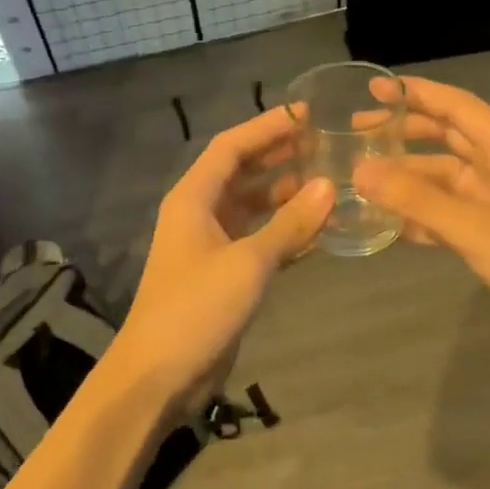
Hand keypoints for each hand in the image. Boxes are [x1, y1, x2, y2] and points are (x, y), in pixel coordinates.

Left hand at [107, 107, 332, 418]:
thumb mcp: (248, 263)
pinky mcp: (224, 274)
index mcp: (194, 198)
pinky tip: (319, 229)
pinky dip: (285, 231)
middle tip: (327, 144)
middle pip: (242, 172)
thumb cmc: (196, 309)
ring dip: (286, 194)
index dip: (268, 126)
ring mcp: (212, 245)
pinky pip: (259, 239)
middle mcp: (200, 213)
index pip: (232, 146)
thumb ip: (290, 224)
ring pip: (253, 206)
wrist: (159, 375)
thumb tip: (330, 185)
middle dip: (280, 156)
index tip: (307, 113)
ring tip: (330, 181)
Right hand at [352, 77, 489, 354]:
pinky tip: (386, 221)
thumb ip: (416, 199)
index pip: (457, 107)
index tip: (374, 88)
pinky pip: (448, 211)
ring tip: (362, 179)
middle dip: (405, 132)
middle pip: (448, 137)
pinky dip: (420, 213)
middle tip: (358, 133)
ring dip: (407, 177)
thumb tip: (360, 171)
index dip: (416, 93)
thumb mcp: (473, 228)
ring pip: (444, 176)